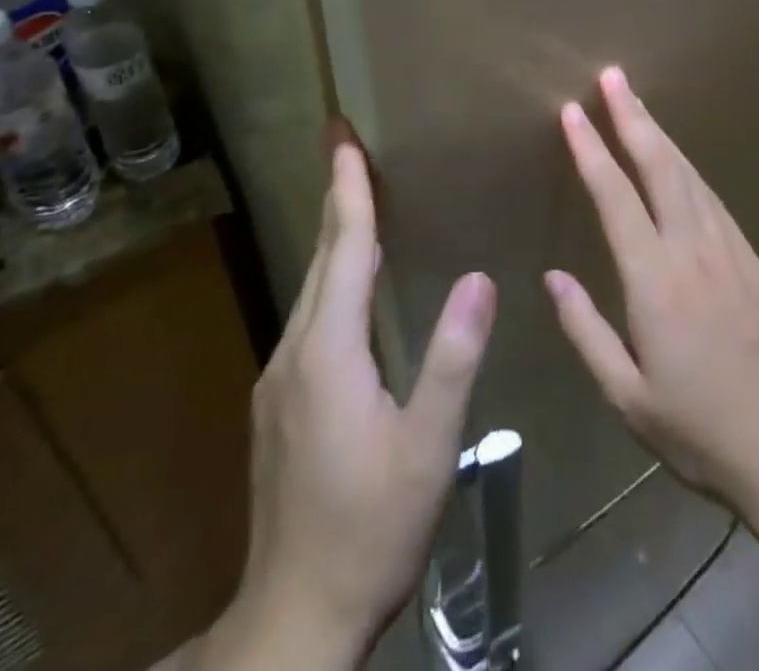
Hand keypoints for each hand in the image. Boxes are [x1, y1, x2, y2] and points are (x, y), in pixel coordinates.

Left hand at [207, 145, 496, 668]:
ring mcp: (279, 377)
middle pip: (322, 257)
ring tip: (355, 197)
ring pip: (312, 287)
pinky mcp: (279, 402)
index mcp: (330, 351)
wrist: (294, 620)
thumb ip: (452, 359)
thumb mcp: (426, 447)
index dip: (348, 188)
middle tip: (346, 145)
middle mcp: (296, 350)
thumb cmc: (370, 529)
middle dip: (336, 196)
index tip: (342, 136)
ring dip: (335, 236)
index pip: (344, 248)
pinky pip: (310, 316)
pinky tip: (349, 284)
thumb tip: (479, 277)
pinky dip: (331, 277)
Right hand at [545, 67, 758, 511]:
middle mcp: (694, 249)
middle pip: (660, 165)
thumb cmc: (698, 430)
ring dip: (660, 135)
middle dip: (632, 116)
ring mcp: (730, 249)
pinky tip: (678, 162)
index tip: (572, 111)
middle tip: (613, 76)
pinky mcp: (753, 259)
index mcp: (656, 280)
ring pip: (689, 174)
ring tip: (637, 104)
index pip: (615, 196)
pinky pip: (712, 198)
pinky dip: (688, 168)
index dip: (590, 149)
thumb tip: (553, 277)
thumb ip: (586, 330)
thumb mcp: (626, 396)